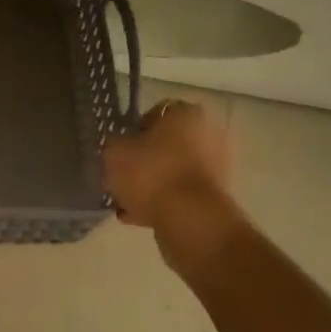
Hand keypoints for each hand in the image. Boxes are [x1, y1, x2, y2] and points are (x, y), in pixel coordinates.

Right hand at [104, 99, 235, 229]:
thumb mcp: (114, 151)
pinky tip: (136, 216)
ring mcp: (216, 168)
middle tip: (122, 174)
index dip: (135, 129)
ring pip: (174, 171)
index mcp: (187, 114)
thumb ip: (115, 144)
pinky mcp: (215, 198)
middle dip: (146, 159)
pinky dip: (162, 203)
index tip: (121, 147)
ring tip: (125, 201)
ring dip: (152, 183)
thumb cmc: (151, 173)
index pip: (157, 112)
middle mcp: (209, 135)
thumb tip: (120, 148)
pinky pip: (181, 195)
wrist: (189, 219)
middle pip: (168, 144)